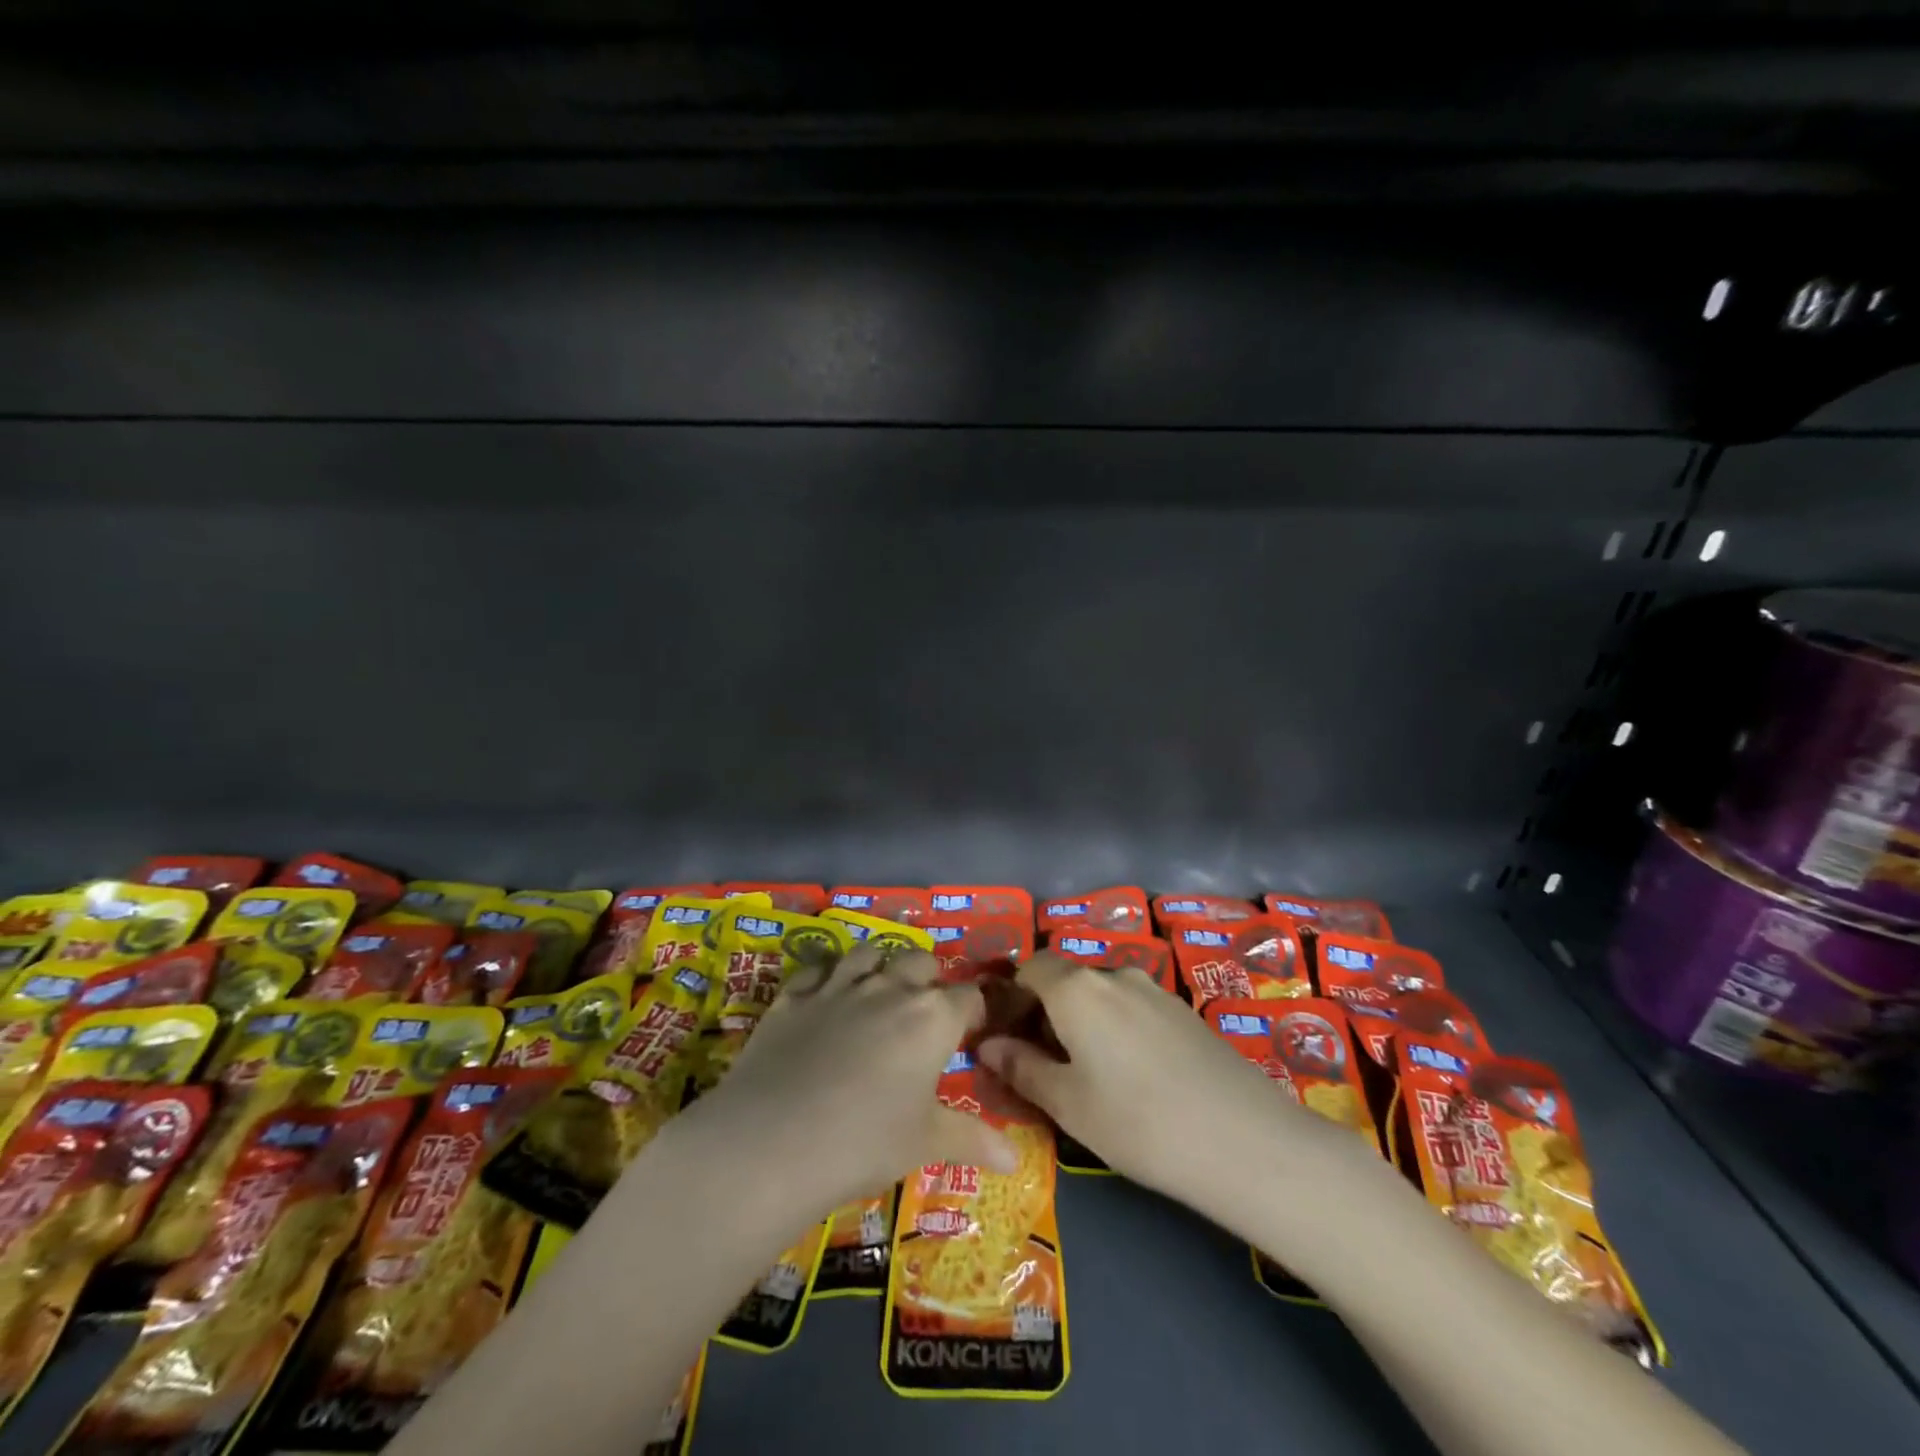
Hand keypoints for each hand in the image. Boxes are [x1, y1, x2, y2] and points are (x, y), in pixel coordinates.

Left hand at [667, 943, 1017, 1223]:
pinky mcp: (795, 994)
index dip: (974, 1011)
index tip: (971, 1032)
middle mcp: (890, 988)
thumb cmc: (864, 1143)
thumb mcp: (924, 1143)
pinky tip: (825, 994)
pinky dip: (828, 974)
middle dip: (929, 979)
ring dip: (881, 965)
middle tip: (924, 1013)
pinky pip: (818, 967)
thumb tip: (1017, 1162)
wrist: (773, 1142)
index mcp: (931, 1017)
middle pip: (921, 961)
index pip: (968, 997)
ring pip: (870, 952)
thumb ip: (973, 1140)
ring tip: (878, 991)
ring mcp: (839, 985)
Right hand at [977, 952, 1366, 1228]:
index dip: (1013, 996)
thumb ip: (1021, 1068)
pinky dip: (1117, 1028)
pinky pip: (1133, 1007)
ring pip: (1101, 995)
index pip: (1031, 967)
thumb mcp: (1068, 1104)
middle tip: (1044, 1064)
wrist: (1244, 1140)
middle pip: (1066, 980)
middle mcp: (1114, 974)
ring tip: (1090, 1075)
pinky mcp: (1184, 1010)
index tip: (1008, 1036)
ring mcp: (1154, 989)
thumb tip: (986, 1045)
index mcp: (1077, 988)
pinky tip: (1134, 1076)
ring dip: (1084, 1022)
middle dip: (1047, 1012)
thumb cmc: (1138, 1123)